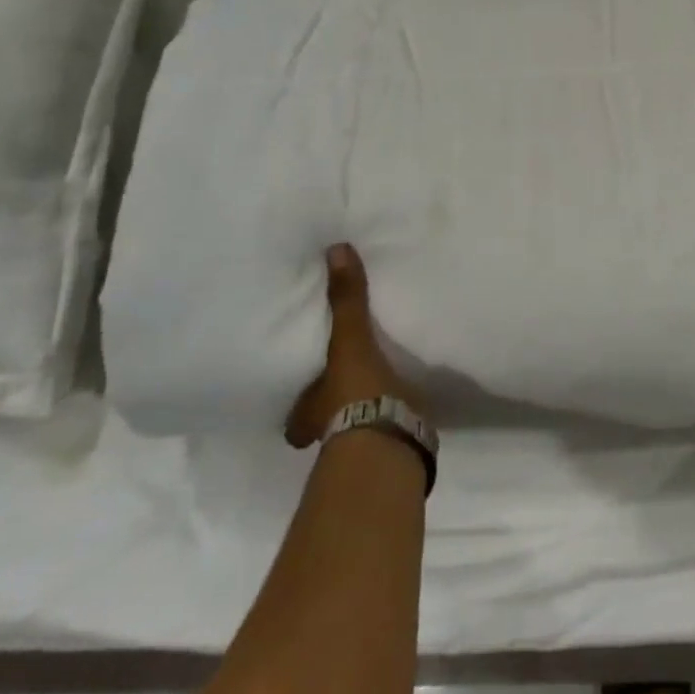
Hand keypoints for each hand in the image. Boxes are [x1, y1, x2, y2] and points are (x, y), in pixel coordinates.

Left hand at [286, 244, 425, 447]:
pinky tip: (401, 396)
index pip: (293, 407)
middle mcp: (323, 433)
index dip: (298, 395)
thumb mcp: (349, 340)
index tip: (303, 378)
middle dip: (329, 401)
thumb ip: (346, 299)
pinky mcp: (388, 443)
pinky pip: (384, 422)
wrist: (392, 439)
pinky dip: (390, 411)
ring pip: (350, 421)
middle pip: (321, 416)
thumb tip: (336, 250)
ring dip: (359, 406)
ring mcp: (357, 442)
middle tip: (340, 377)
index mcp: (306, 413)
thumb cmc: (355, 392)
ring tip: (374, 381)